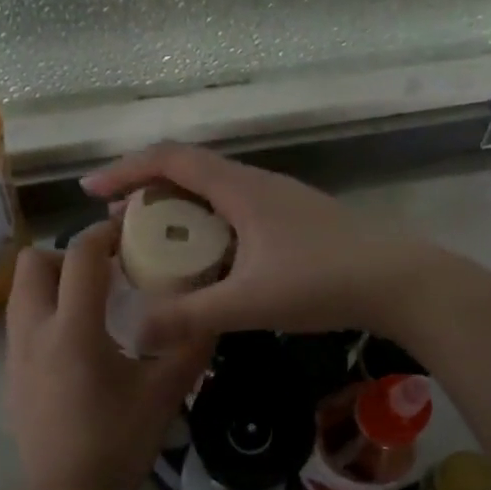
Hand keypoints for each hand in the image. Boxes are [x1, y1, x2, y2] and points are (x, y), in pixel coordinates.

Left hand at [5, 221, 209, 489]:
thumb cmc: (118, 443)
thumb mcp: (164, 392)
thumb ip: (189, 345)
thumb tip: (212, 312)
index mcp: (72, 329)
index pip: (79, 255)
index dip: (104, 233)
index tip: (128, 231)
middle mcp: (33, 331)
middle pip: (33, 262)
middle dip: (67, 256)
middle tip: (104, 274)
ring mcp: (15, 354)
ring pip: (22, 292)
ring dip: (54, 284)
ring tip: (93, 306)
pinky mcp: (11, 376)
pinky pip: (22, 323)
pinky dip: (46, 314)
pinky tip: (78, 346)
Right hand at [82, 143, 446, 349]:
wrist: (399, 283)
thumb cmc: (322, 282)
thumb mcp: (248, 301)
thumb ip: (189, 315)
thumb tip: (133, 329)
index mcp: (239, 189)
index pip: (170, 160)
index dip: (125, 170)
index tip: (91, 191)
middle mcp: (256, 184)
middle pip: (189, 172)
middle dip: (147, 193)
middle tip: (120, 227)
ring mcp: (279, 201)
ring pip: (215, 194)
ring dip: (179, 212)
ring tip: (156, 245)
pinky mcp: (294, 221)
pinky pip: (235, 213)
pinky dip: (207, 228)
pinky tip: (209, 262)